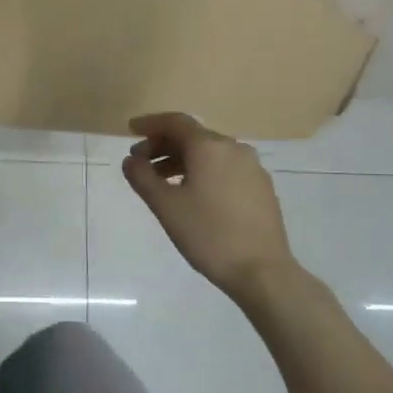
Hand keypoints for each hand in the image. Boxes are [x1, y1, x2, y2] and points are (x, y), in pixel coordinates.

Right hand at [122, 113, 298, 301]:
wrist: (261, 270)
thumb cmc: (208, 234)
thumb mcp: (165, 206)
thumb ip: (142, 177)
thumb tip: (131, 160)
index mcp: (210, 147)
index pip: (175, 122)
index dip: (150, 124)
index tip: (130, 131)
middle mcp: (234, 149)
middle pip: (193, 136)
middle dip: (163, 145)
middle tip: (140, 163)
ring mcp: (252, 168)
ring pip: (209, 153)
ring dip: (181, 160)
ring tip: (161, 182)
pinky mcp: (261, 187)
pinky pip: (224, 168)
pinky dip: (202, 171)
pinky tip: (191, 194)